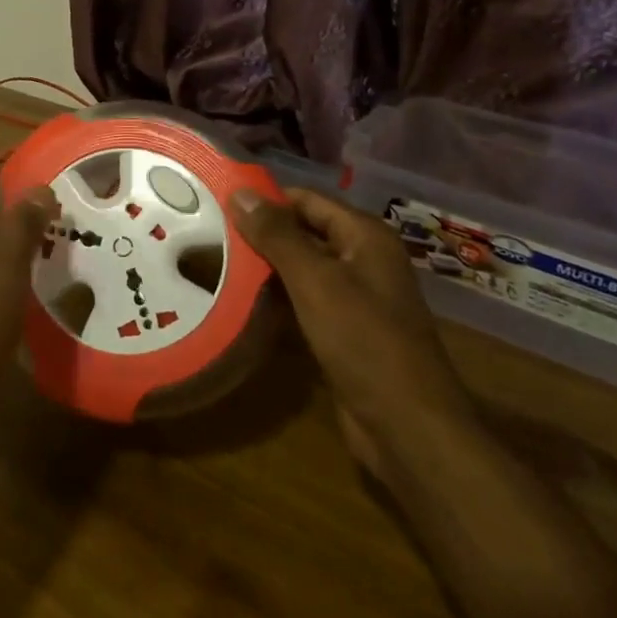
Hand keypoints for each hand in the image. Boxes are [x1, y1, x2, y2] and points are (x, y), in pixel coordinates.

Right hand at [231, 187, 476, 474]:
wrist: (407, 426)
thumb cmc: (364, 341)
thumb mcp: (315, 281)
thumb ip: (277, 235)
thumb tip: (240, 192)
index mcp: (365, 237)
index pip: (306, 200)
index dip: (266, 199)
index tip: (218, 202)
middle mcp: (363, 259)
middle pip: (304, 231)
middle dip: (261, 232)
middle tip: (209, 231)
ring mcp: (356, 296)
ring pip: (301, 267)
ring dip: (265, 266)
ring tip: (216, 260)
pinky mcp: (345, 329)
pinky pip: (304, 299)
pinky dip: (276, 296)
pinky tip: (241, 299)